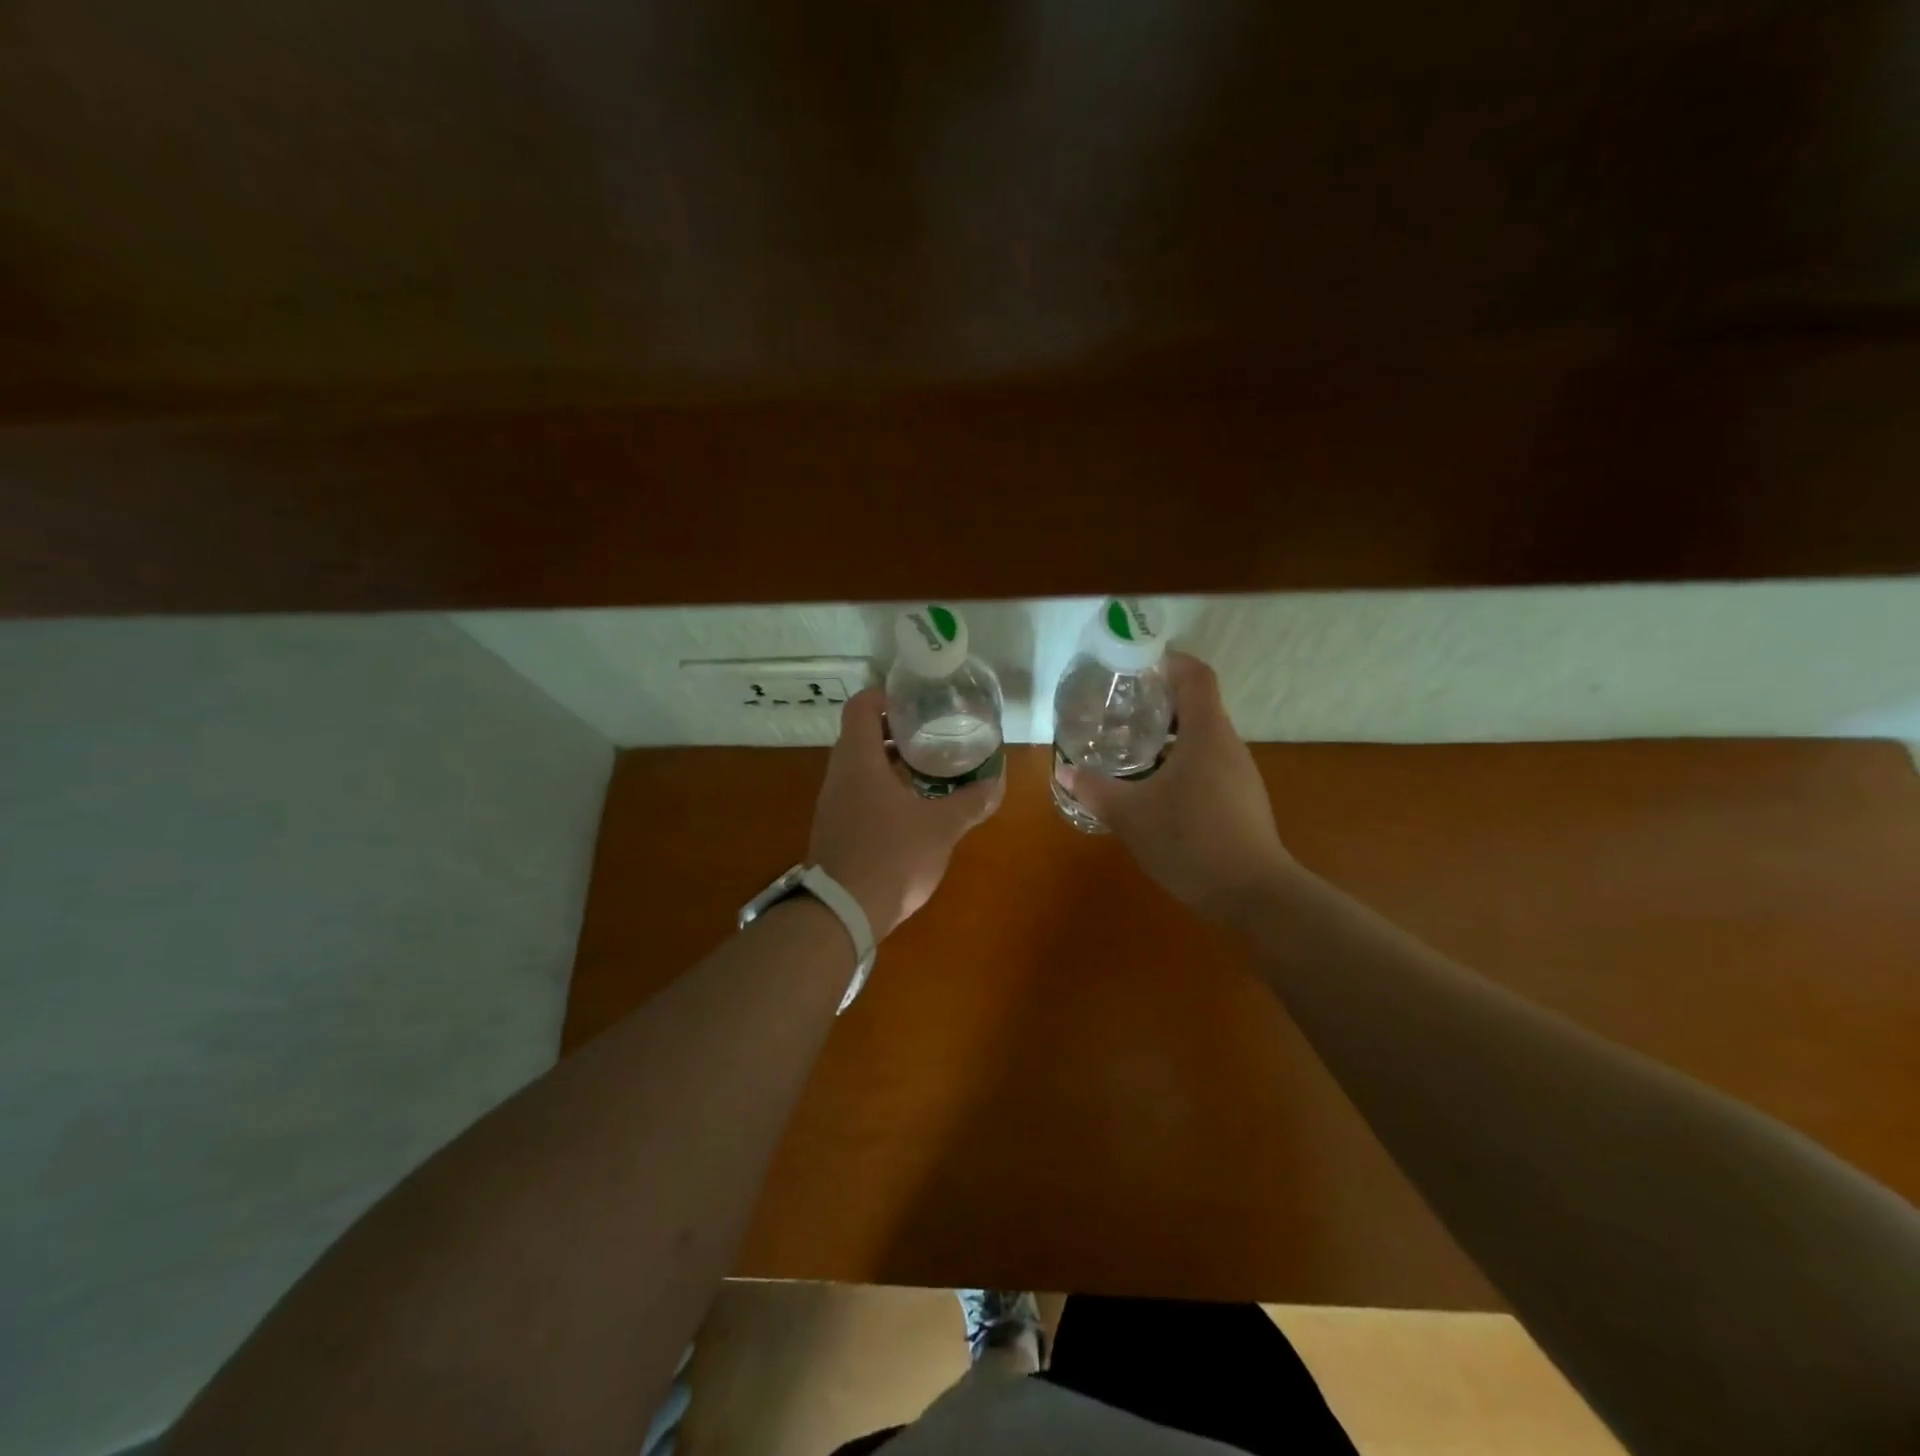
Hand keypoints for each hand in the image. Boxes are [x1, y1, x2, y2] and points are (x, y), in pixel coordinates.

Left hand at [809, 688, 1003, 939]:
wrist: (841, 912)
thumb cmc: (891, 857)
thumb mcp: (940, 828)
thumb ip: (969, 803)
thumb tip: (995, 784)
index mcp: (858, 760)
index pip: (861, 707)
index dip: (885, 695)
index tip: (915, 700)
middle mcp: (839, 775)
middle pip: (860, 735)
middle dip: (894, 730)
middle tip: (930, 731)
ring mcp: (832, 803)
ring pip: (858, 766)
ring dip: (888, 761)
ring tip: (926, 767)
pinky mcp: (834, 829)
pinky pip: (856, 793)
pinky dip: (880, 788)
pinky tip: (909, 806)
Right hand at [1058, 652, 1295, 925]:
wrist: (1252, 894)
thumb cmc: (1190, 840)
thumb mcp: (1130, 814)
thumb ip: (1094, 789)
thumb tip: (1063, 771)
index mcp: (1206, 733)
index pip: (1196, 675)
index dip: (1169, 661)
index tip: (1136, 666)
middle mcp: (1228, 744)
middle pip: (1197, 705)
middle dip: (1159, 702)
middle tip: (1120, 709)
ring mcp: (1239, 773)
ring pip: (1201, 738)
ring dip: (1168, 736)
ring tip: (1130, 747)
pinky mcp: (1241, 799)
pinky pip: (1208, 764)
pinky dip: (1180, 762)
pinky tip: (1155, 788)